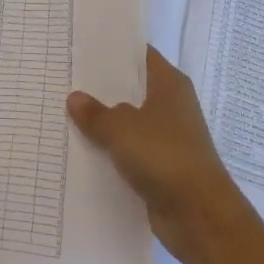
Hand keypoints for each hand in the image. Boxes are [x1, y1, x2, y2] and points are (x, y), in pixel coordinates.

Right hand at [68, 46, 255, 263]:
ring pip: (128, 122)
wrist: (200, 217)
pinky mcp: (162, 167)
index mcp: (169, 84)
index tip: (81, 46)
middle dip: (101, 87)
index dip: (112, 49)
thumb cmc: (164, 156)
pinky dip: (111, 151)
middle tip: (64, 78)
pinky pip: (130, 151)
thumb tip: (75, 99)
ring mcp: (168, 138)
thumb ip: (95, 113)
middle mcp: (171, 106)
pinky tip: (81, 149)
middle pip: (131, 89)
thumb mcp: (121, 128)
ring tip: (64, 112)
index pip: (139, 54)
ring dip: (104, 122)